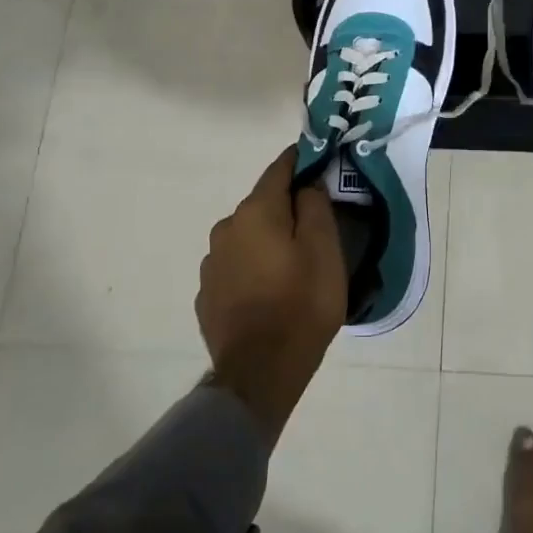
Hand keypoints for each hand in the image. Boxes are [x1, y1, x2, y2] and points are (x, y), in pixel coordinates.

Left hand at [196, 149, 347, 441]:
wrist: (260, 372)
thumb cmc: (302, 304)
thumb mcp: (325, 250)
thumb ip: (315, 206)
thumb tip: (306, 184)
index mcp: (256, 212)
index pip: (279, 169)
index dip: (301, 161)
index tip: (319, 160)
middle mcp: (226, 228)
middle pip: (262, 205)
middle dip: (287, 207)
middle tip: (316, 225)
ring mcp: (211, 263)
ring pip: (247, 237)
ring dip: (268, 240)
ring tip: (292, 264)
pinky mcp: (207, 294)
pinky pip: (236, 266)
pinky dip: (253, 267)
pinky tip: (269, 290)